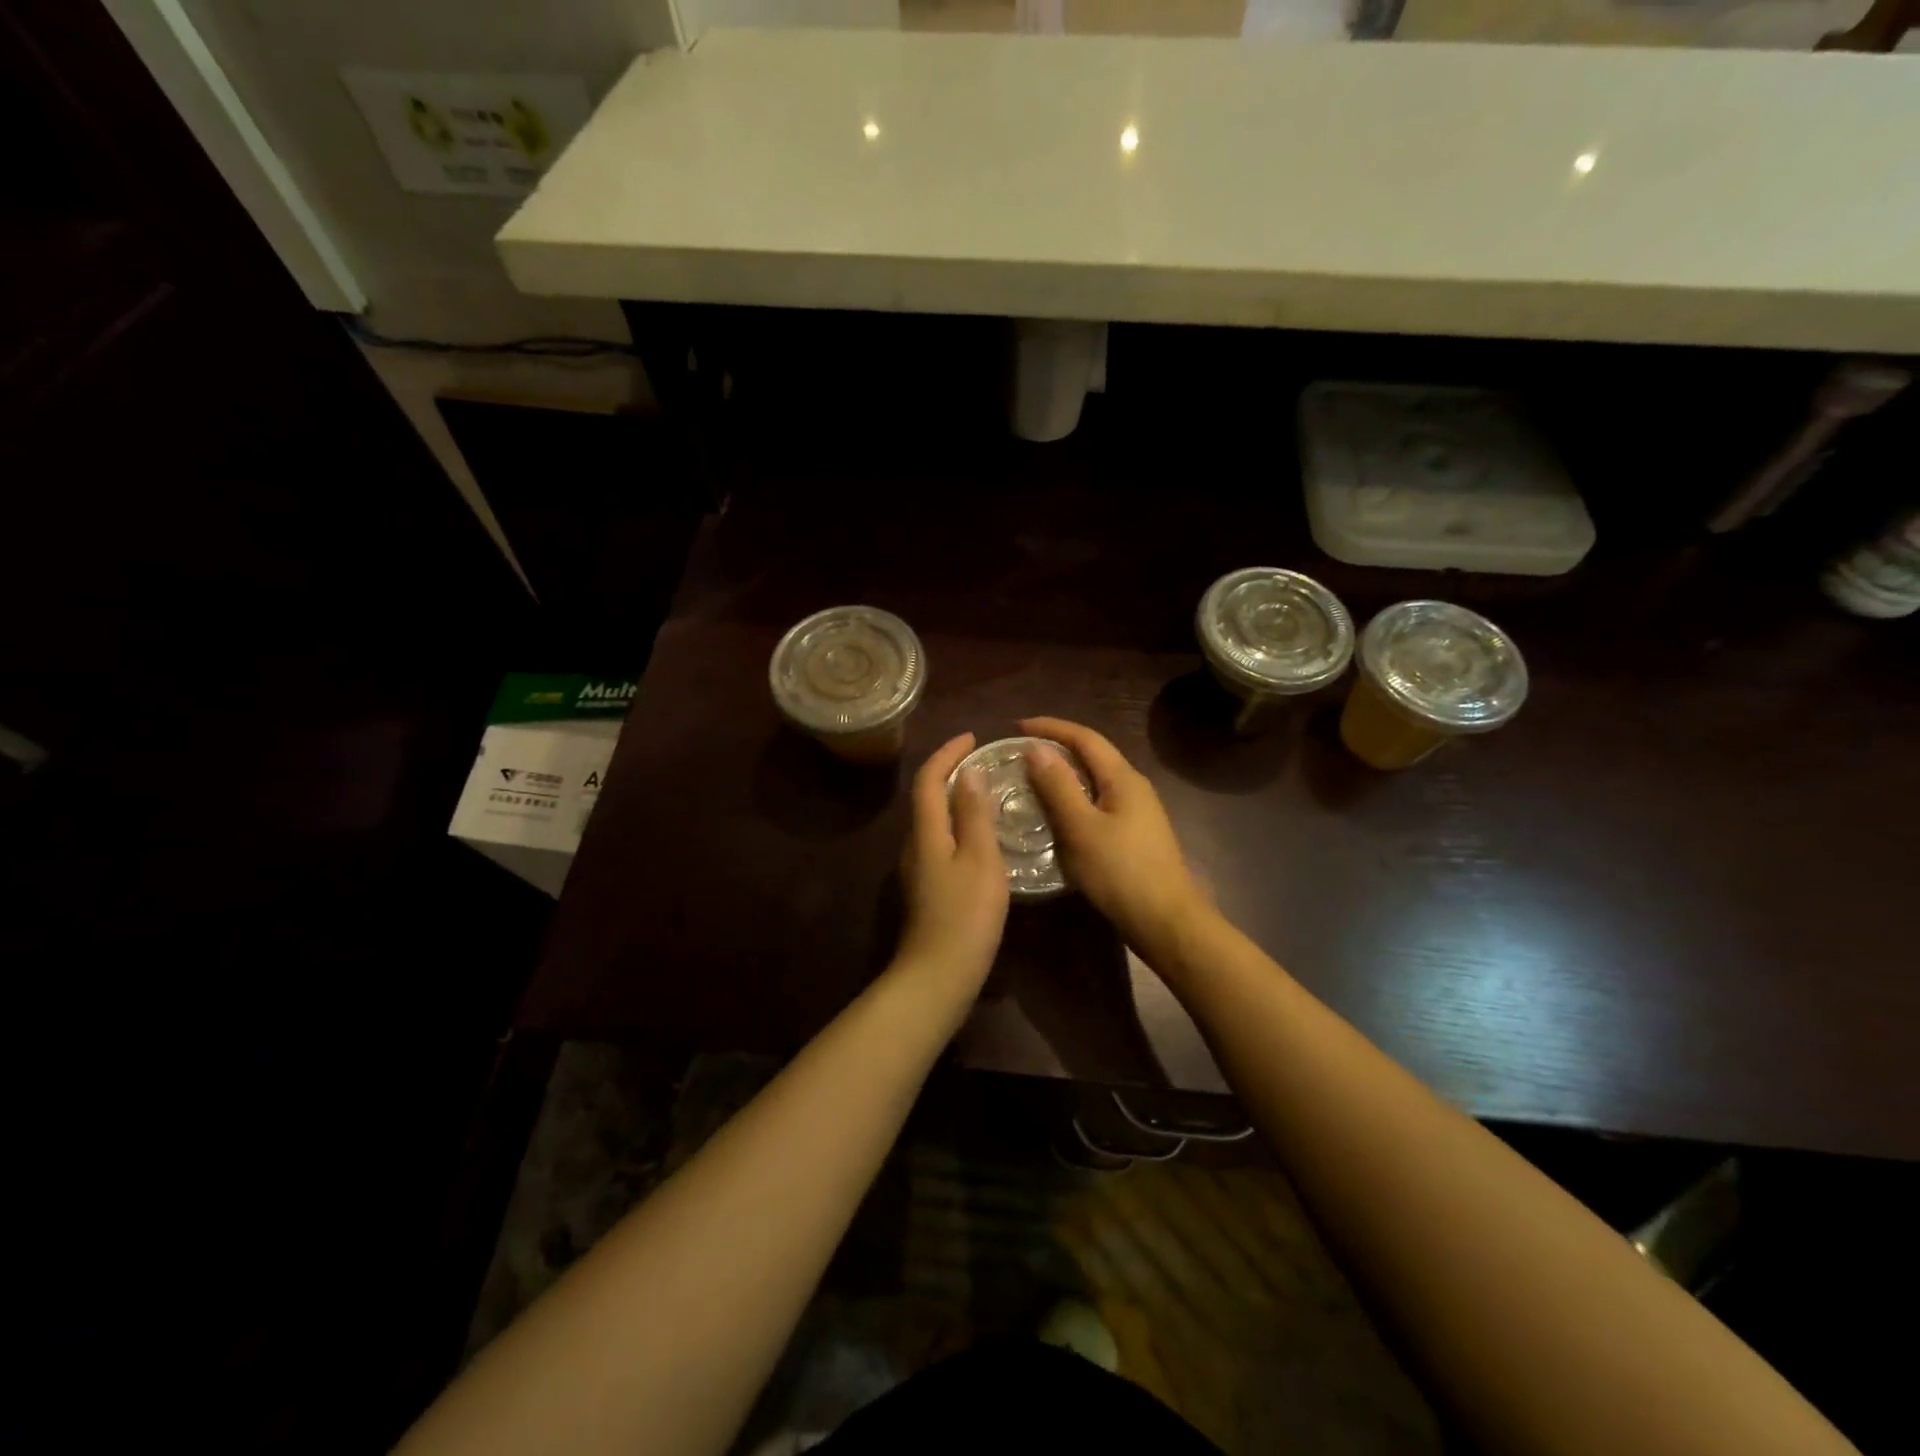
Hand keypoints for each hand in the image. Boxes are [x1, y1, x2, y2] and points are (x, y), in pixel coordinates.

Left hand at [895, 733, 1010, 989]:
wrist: (938, 975)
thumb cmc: (965, 914)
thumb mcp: (980, 860)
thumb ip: (974, 815)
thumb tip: (968, 773)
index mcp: (926, 832)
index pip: (929, 779)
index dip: (947, 753)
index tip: (972, 737)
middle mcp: (915, 845)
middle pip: (927, 797)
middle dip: (950, 772)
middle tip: (983, 761)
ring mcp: (918, 869)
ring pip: (934, 821)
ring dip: (955, 799)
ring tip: (987, 793)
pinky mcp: (927, 889)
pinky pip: (941, 841)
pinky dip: (958, 825)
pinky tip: (982, 837)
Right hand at [1020, 716, 1210, 958]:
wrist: (1166, 922)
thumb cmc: (1121, 872)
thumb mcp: (1081, 828)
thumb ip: (1058, 786)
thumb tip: (1036, 748)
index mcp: (1123, 778)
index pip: (1084, 738)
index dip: (1051, 728)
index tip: (1016, 727)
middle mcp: (1133, 787)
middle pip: (1092, 755)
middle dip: (1056, 748)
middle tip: (1019, 754)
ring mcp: (1137, 812)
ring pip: (1094, 781)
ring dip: (1063, 775)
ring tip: (1030, 782)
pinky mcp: (1133, 835)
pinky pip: (1097, 803)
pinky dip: (1072, 799)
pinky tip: (1056, 817)